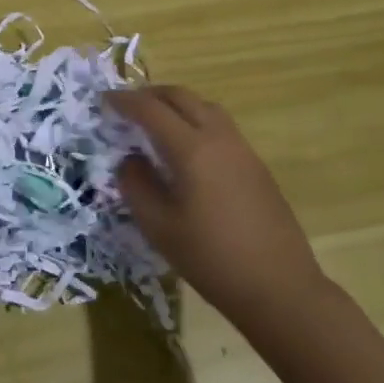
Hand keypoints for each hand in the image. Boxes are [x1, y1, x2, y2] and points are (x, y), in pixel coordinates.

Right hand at [109, 86, 328, 323]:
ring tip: (155, 121)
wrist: (279, 287)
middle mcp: (219, 138)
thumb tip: (130, 159)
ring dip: (176, 104)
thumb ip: (136, 185)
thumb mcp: (159, 226)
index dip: (124, 101)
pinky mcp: (256, 166)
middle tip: (127, 105)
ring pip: (205, 107)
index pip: (151, 110)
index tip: (104, 100)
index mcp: (192, 150)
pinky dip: (195, 121)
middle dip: (150, 94)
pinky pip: (220, 126)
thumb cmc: (211, 258)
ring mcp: (243, 150)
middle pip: (182, 97)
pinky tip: (185, 148)